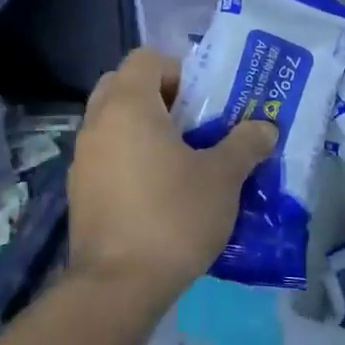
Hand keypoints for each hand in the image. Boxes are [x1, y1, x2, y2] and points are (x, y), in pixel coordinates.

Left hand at [67, 47, 275, 303]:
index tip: (204, 100)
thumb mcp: (223, 178)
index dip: (178, 70)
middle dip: (158, 96)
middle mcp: (97, 122)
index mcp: (128, 105)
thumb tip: (265, 127)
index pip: (146, 59)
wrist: (118, 285)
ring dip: (142, 129)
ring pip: (112, 123)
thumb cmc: (174, 216)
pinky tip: (157, 191)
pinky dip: (128, 158)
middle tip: (192, 123)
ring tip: (180, 158)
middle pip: (123, 86)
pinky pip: (105, 156)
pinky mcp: (79, 190)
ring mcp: (83, 157)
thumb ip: (245, 144)